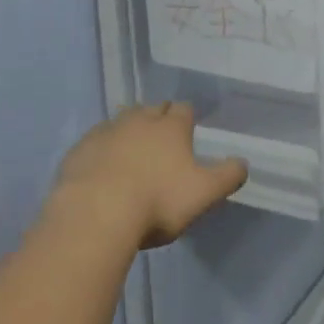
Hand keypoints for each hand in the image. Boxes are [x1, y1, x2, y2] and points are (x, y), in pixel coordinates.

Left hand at [50, 103, 245, 249]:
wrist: (95, 214)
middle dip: (159, 119)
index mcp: (171, 127)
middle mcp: (139, 120)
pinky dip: (103, 148)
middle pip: (152, 109)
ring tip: (132, 152)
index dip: (187, 119)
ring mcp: (106, 131)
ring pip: (122, 120)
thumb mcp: (204, 194)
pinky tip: (102, 167)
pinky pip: (96, 140)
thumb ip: (228, 176)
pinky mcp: (80, 149)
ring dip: (130, 130)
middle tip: (162, 141)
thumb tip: (243, 163)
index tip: (187, 132)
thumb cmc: (157, 202)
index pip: (183, 110)